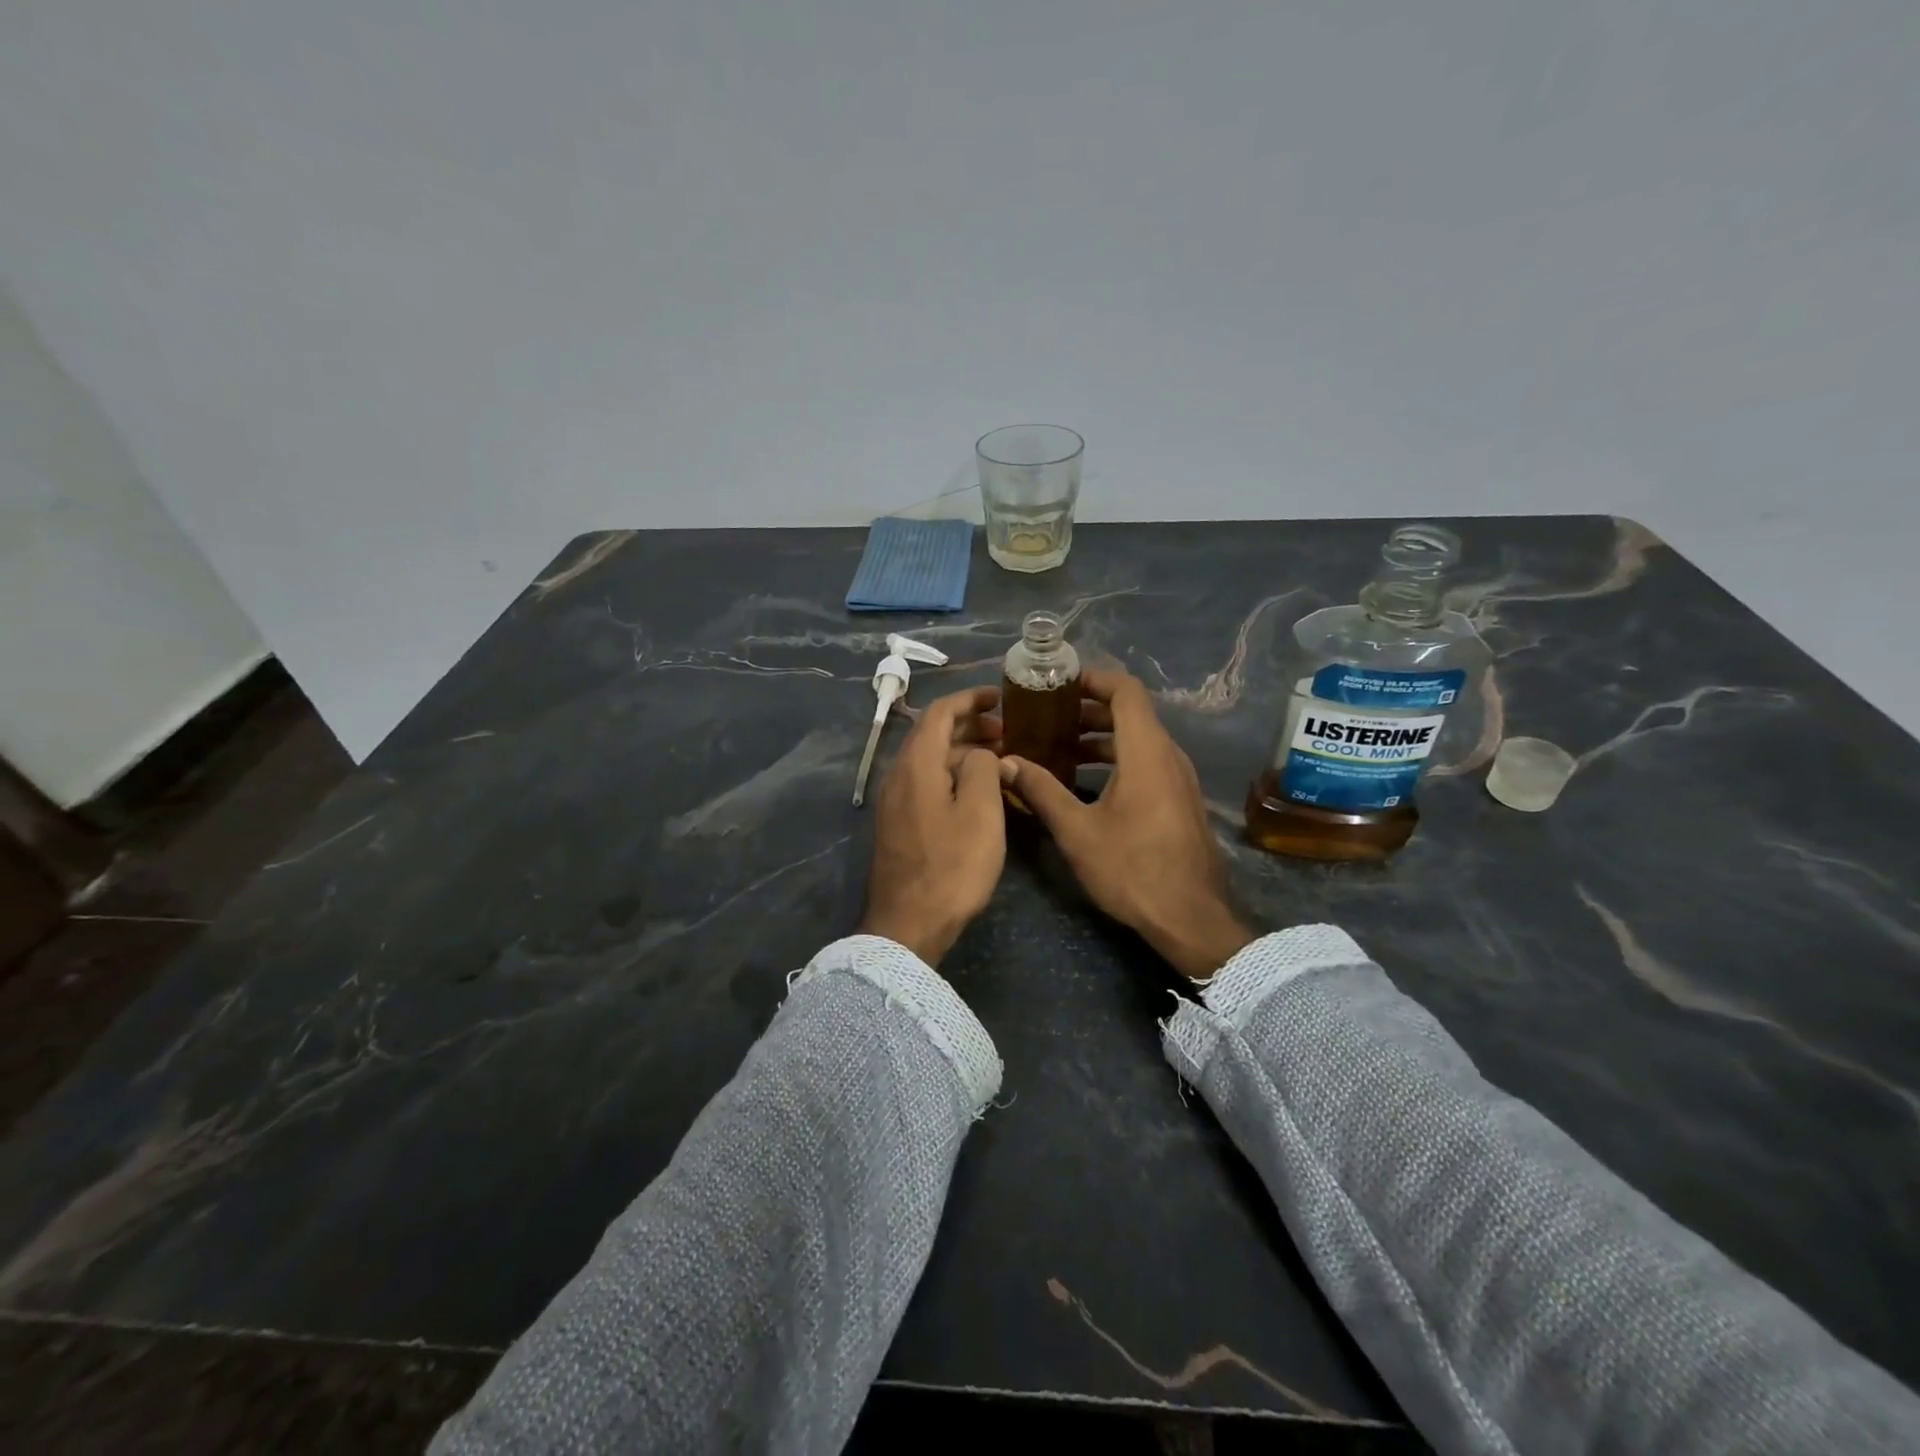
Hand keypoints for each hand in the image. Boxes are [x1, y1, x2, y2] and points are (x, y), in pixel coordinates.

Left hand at [860, 686, 1007, 965]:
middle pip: (932, 734)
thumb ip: (984, 769)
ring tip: (999, 758)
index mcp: (916, 764)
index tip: (1000, 697)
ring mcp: (894, 801)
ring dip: (962, 751)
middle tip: (1007, 730)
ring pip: (929, 760)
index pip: (940, 712)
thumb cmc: (951, 865)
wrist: (909, 924)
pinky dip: (952, 773)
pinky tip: (976, 791)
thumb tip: (983, 754)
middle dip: (969, 725)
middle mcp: (898, 774)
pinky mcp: (898, 823)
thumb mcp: (981, 812)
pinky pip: (925, 782)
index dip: (970, 699)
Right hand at [1002, 668, 1252, 981]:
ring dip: (1101, 737)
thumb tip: (1005, 762)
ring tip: (1060, 748)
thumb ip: (1041, 790)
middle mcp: (1168, 755)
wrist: (1190, 917)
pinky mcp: (1180, 799)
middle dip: (1088, 710)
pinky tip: (1086, 782)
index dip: (1093, 679)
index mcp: (1146, 751)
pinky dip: (1117, 758)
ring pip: (1139, 739)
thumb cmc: (1132, 869)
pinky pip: (1147, 761)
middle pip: (1131, 713)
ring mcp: (1179, 778)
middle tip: (1048, 718)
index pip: (1126, 690)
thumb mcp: (1077, 830)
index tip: (1059, 685)